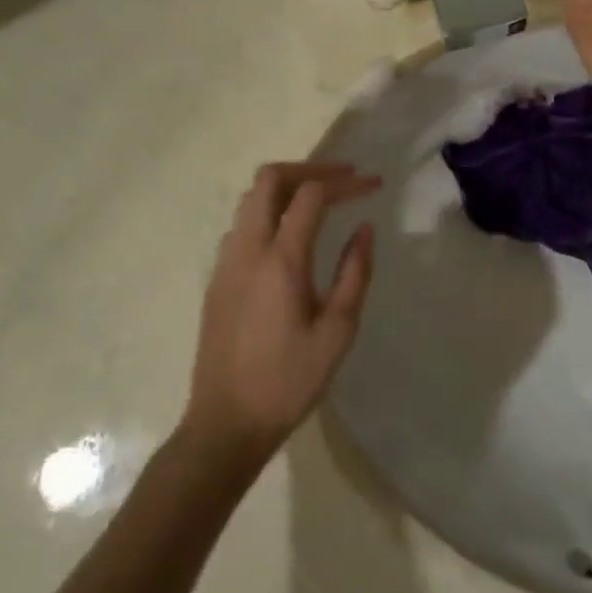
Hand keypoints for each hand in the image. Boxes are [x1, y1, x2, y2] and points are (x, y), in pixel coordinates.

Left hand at [183, 162, 378, 468]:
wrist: (226, 424)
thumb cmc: (289, 381)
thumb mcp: (338, 331)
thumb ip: (354, 273)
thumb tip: (363, 229)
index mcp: (280, 261)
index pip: (312, 195)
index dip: (346, 182)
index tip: (374, 185)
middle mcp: (246, 250)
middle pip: (269, 179)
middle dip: (310, 168)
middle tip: (344, 178)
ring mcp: (225, 262)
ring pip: (251, 199)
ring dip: (287, 187)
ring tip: (323, 199)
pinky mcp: (217, 279)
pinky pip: (242, 224)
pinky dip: (270, 210)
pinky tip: (293, 234)